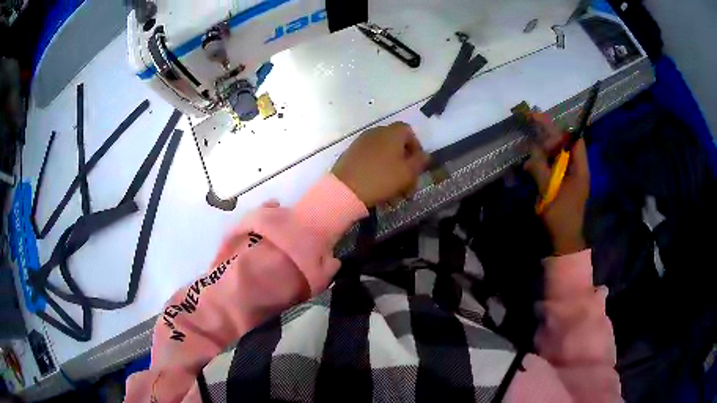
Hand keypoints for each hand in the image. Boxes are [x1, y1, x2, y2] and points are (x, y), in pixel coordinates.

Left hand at [333, 122, 429, 207]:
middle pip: (395, 144)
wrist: (346, 189)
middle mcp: (376, 132)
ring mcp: (361, 143)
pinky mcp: (350, 154)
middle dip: (404, 163)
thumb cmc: (382, 178)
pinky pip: (370, 160)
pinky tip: (379, 189)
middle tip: (408, 183)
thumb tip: (425, 154)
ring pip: (383, 155)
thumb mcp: (407, 172)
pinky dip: (377, 171)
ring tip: (394, 192)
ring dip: (391, 170)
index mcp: (391, 133)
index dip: (415, 146)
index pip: (408, 131)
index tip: (417, 164)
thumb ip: (419, 161)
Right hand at [524, 113, 589, 255]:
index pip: (575, 140)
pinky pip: (552, 166)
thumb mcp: (549, 193)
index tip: (543, 122)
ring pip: (556, 154)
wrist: (563, 242)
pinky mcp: (561, 184)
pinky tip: (529, 165)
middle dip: (548, 133)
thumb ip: (540, 169)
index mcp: (579, 169)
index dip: (560, 129)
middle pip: (564, 144)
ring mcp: (568, 177)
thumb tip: (531, 150)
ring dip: (542, 148)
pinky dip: (541, 162)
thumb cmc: (560, 217)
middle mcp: (575, 169)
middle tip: (531, 120)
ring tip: (528, 146)